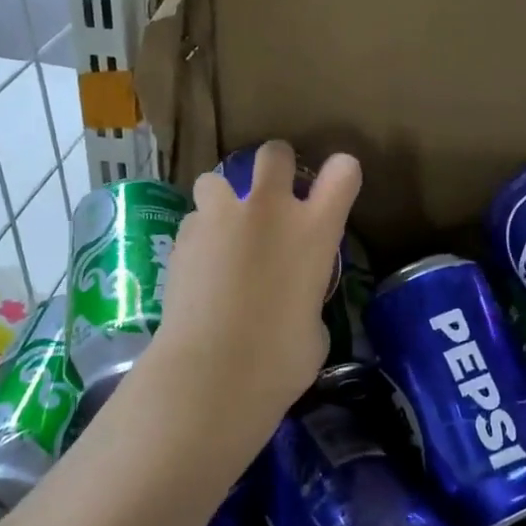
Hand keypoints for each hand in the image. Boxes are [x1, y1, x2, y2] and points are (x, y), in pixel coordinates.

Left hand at [149, 142, 361, 444]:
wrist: (212, 371)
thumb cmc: (280, 359)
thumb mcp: (314, 329)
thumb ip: (307, 300)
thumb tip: (294, 304)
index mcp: (314, 230)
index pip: (343, 173)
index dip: (342, 174)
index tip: (338, 182)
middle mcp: (269, 210)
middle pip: (275, 154)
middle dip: (276, 165)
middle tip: (273, 192)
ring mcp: (221, 218)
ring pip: (215, 180)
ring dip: (222, 199)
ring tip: (221, 230)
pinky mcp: (182, 238)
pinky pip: (193, 221)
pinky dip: (198, 236)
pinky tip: (197, 266)